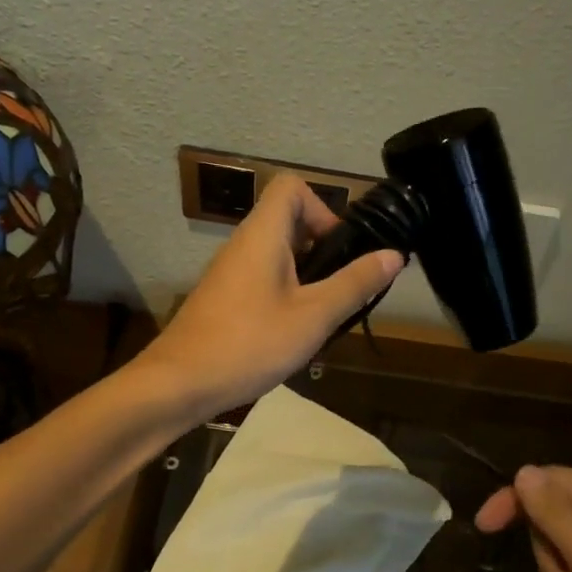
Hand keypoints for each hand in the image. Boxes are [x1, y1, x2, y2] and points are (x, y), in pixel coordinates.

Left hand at [141, 173, 403, 418]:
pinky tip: (292, 337)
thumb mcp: (314, 316)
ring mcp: (230, 273)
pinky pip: (264, 281)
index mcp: (263, 235)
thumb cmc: (250, 343)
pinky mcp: (224, 299)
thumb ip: (355, 284)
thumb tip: (394, 254)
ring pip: (279, 256)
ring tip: (321, 319)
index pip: (292, 187)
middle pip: (289, 222)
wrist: (178, 384)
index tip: (339, 251)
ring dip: (307, 279)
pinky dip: (286, 297)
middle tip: (339, 291)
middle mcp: (243, 244)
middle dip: (323, 251)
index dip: (323, 209)